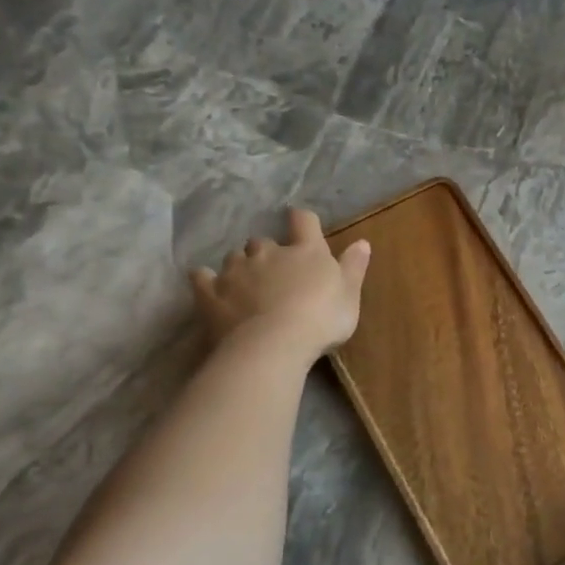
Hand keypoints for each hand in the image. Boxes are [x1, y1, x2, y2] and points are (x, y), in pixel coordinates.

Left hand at [190, 207, 370, 358]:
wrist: (273, 344)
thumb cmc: (321, 318)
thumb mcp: (350, 295)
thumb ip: (354, 267)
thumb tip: (362, 242)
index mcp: (306, 251)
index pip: (304, 222)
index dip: (302, 220)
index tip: (301, 222)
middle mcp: (268, 253)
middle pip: (263, 241)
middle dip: (267, 251)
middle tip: (275, 270)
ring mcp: (236, 271)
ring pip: (234, 257)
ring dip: (241, 265)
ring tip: (246, 282)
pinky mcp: (211, 293)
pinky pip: (202, 278)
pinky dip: (205, 279)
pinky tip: (207, 283)